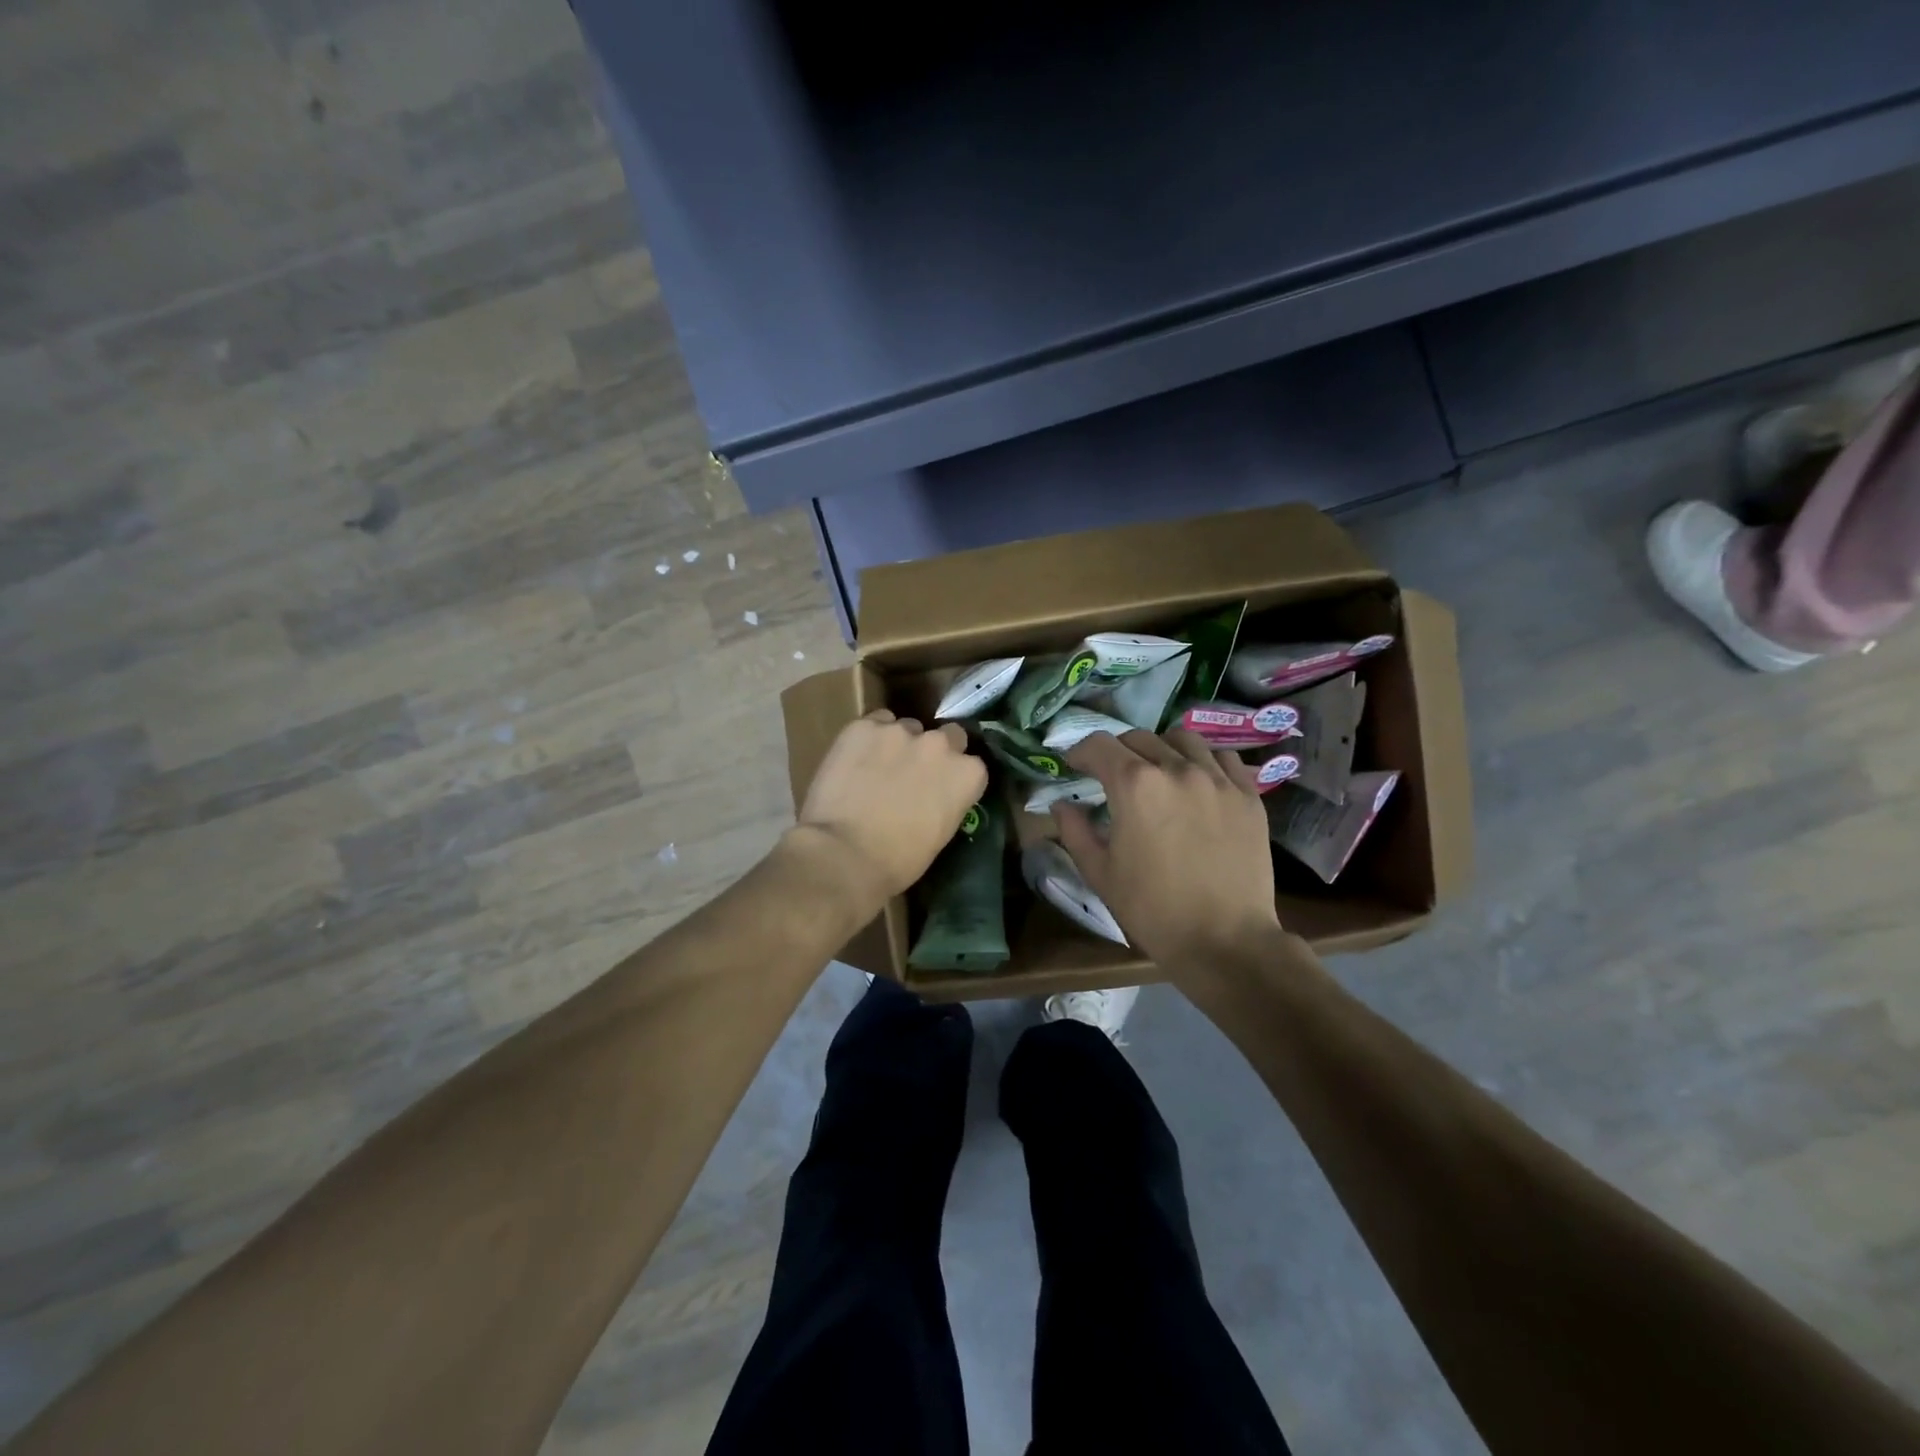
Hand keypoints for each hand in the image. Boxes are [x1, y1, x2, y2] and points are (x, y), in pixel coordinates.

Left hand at [792, 709, 987, 917]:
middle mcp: (940, 744)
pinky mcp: (864, 727)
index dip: (954, 776)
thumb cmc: (898, 861)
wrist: (845, 854)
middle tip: (913, 773)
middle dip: (935, 751)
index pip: (972, 764)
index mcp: (967, 775)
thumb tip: (934, 795)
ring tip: (877, 768)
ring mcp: (901, 731)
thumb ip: (947, 801)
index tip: (941, 789)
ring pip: (907, 727)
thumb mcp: (940, 834)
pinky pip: (873, 723)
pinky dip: (868, 738)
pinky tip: (855, 760)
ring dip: (899, 744)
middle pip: (947, 735)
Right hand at [1053, 730, 1282, 977]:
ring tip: (1158, 771)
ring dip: (1161, 748)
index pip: (1099, 745)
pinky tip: (1198, 782)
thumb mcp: (1100, 873)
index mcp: (1134, 785)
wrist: (1225, 941)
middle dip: (1117, 751)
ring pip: (1183, 739)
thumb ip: (1075, 831)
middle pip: (1139, 738)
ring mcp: (1217, 779)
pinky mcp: (1248, 795)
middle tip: (1112, 775)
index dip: (1080, 753)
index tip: (1074, 767)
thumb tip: (1061, 805)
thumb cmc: (1153, 910)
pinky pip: (1223, 758)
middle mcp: (1176, 769)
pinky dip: (1204, 761)